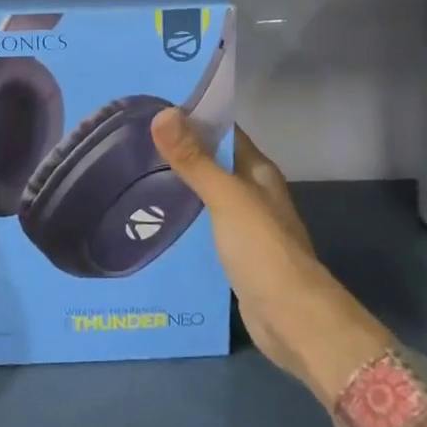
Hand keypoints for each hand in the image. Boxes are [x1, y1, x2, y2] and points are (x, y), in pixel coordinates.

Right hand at [150, 110, 390, 406]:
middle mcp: (254, 191)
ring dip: (180, 181)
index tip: (152, 105)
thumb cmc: (263, 249)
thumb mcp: (226, 198)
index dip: (193, 115)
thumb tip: (162, 113)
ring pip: (208, 191)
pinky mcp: (235, 252)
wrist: (293, 320)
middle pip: (214, 160)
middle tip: (133, 137)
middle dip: (180, 148)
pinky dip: (184, 214)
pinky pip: (205, 222)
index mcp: (258, 170)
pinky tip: (155, 214)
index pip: (224, 130)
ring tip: (134, 170)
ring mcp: (246, 223)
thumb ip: (194, 159)